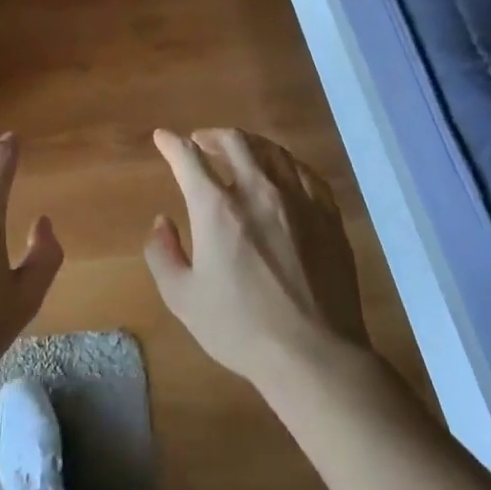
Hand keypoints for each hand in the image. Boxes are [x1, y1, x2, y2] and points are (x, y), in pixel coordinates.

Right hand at [145, 128, 368, 386]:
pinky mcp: (328, 215)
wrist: (313, 354)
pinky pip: (305, 172)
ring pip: (272, 150)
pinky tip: (282, 173)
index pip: (188, 158)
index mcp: (216, 208)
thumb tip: (162, 223)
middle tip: (201, 142)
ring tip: (239, 151)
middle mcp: (257, 191)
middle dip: (211, 135)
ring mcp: (298, 200)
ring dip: (248, 144)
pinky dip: (284, 164)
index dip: (171, 143)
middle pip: (234, 141)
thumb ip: (162, 254)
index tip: (162, 138)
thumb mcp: (181, 298)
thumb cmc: (240, 328)